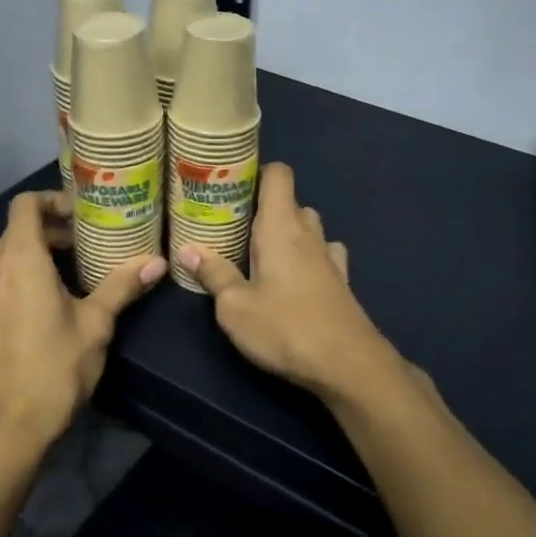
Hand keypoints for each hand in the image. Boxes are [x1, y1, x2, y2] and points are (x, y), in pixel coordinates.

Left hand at [0, 191, 164, 451]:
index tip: (83, 214)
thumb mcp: (96, 324)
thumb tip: (157, 262)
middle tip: (86, 246)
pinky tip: (46, 305)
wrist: (3, 428)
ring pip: (4, 257)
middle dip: (50, 231)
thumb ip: (122, 286)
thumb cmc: (53, 368)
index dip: (53, 200)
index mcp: (19, 259)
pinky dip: (19, 278)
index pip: (26, 205)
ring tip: (70, 274)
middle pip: (16, 230)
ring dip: (33, 255)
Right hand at [177, 163, 392, 398]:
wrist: (348, 365)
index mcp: (281, 227)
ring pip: (309, 228)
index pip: (279, 174)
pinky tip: (295, 277)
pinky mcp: (342, 282)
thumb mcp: (235, 306)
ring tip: (261, 254)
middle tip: (234, 227)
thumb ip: (213, 274)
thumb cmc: (285, 328)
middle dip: (264, 209)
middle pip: (290, 202)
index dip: (258, 171)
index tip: (231, 185)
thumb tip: (187, 249)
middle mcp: (308, 233)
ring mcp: (330, 257)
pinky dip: (308, 257)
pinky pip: (323, 254)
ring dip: (288, 233)